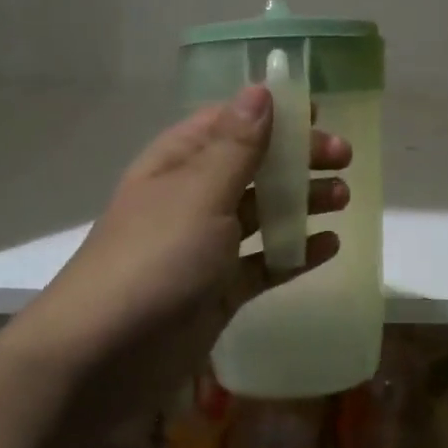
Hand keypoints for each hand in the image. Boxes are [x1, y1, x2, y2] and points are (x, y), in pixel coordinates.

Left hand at [21, 85, 351, 428]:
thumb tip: (260, 89)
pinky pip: (264, 264)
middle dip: (296, 158)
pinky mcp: (218, 292)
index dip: (272, 113)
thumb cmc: (155, 259)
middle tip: (344, 158)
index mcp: (178, 163)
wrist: (103, 358)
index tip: (319, 113)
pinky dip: (295, 253)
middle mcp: (192, 198)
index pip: (228, 122)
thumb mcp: (200, 194)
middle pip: (252, 166)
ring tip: (342, 198)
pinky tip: (329, 246)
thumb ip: (237, 145)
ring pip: (261, 213)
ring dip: (301, 202)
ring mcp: (205, 248)